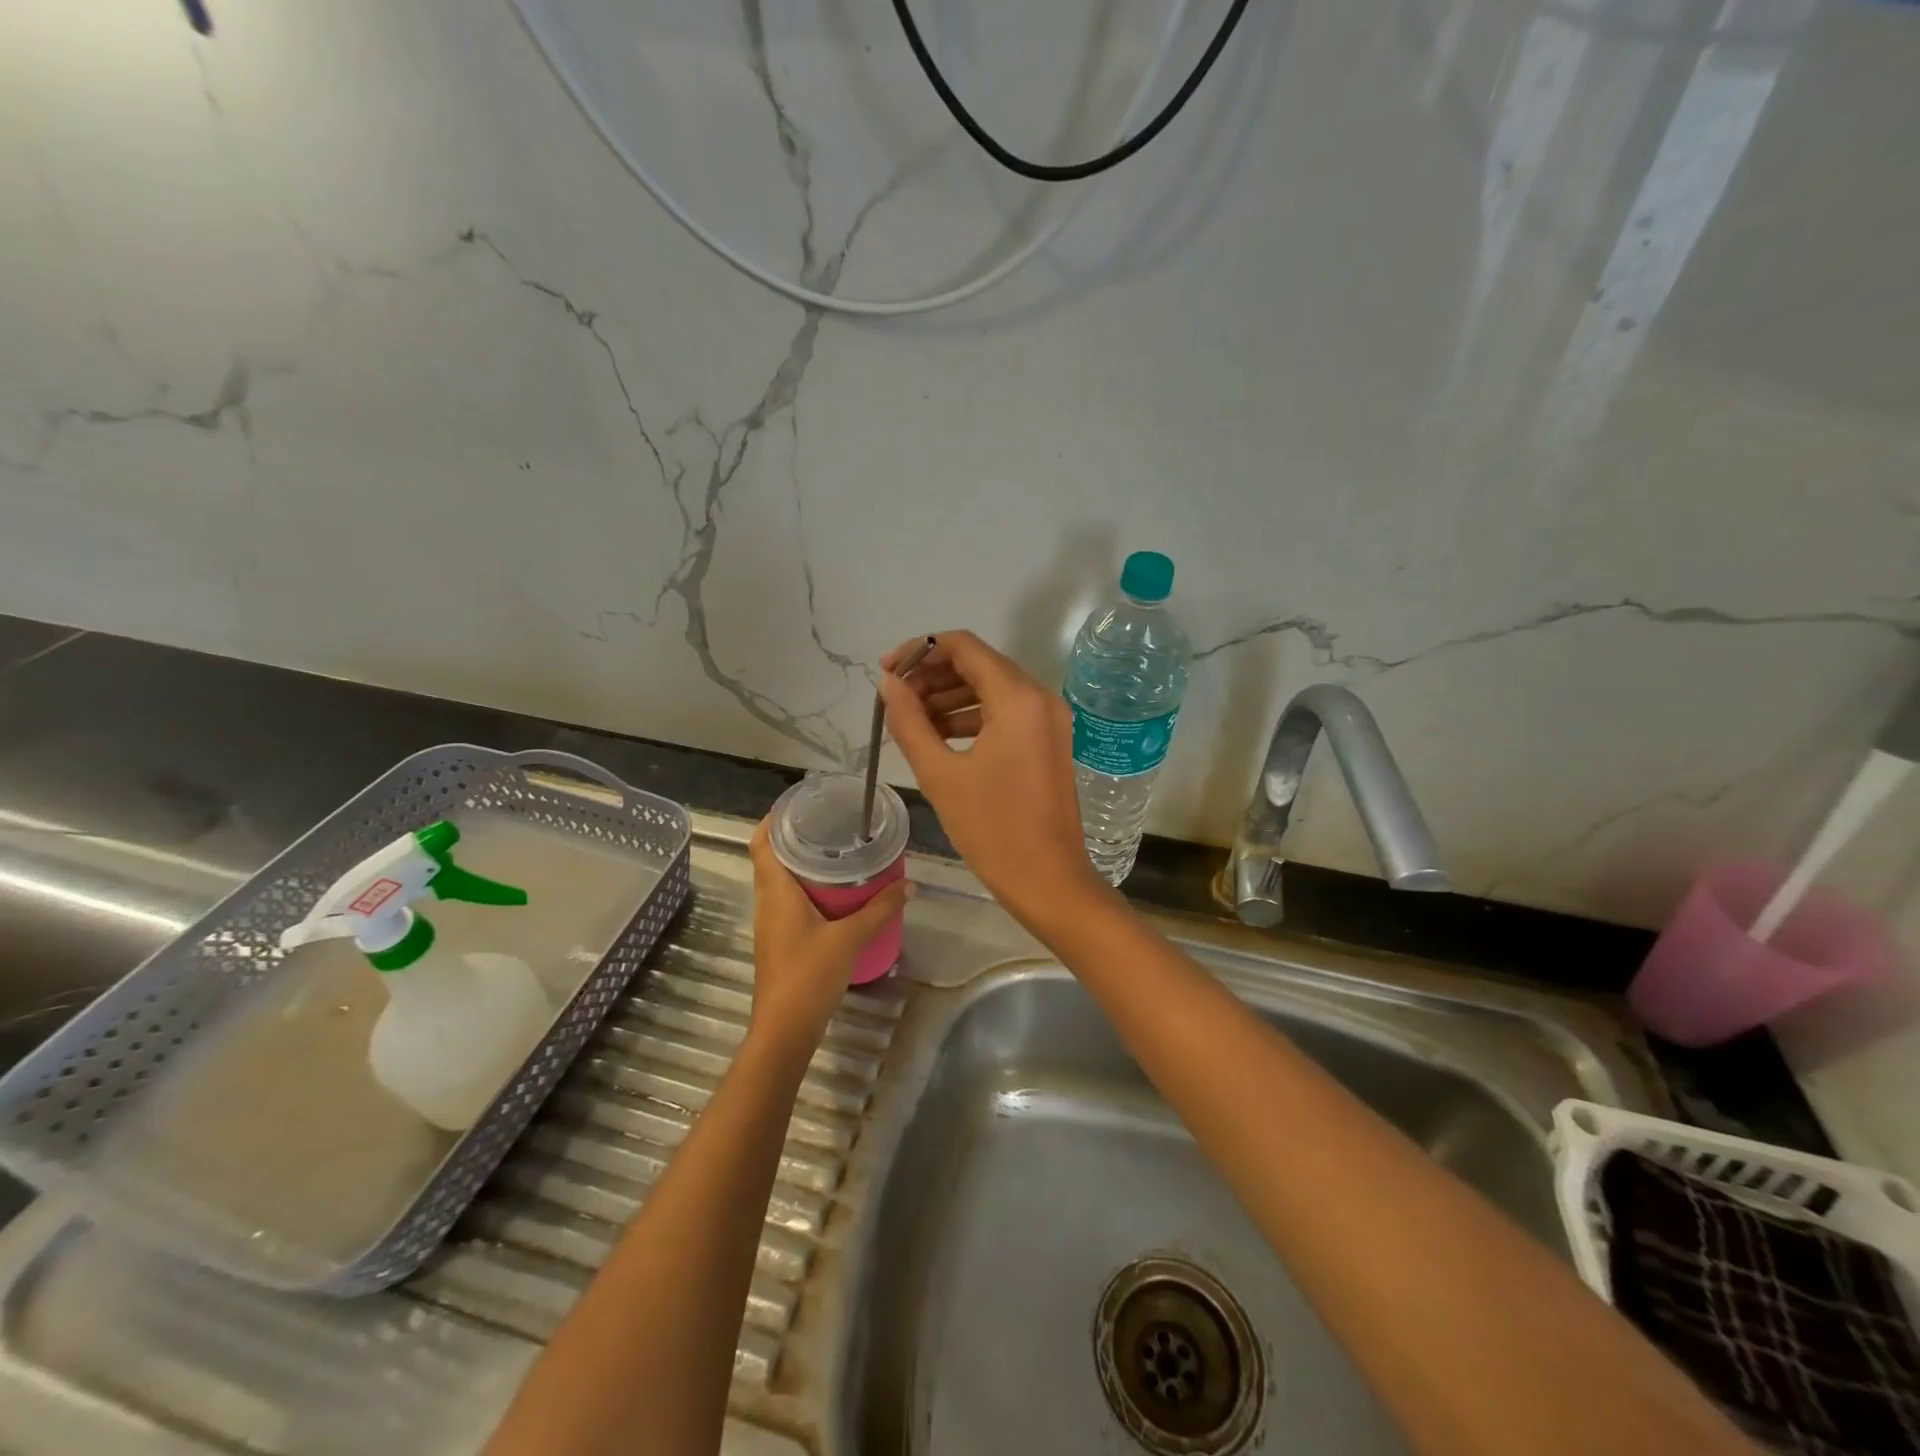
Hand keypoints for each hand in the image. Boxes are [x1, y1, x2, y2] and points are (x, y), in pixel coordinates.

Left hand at [746, 820, 911, 1057]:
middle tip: (827, 821)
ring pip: (780, 881)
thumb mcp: (850, 938)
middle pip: (771, 859)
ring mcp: (771, 923)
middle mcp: (768, 902)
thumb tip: (909, 884)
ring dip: (800, 863)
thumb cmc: (809, 975)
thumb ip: (880, 909)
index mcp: (776, 893)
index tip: (797, 804)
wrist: (785, 1028)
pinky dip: (806, 888)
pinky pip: (788, 901)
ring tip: (834, 849)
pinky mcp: (780, 940)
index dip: (773, 819)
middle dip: (794, 838)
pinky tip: (834, 892)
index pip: (762, 843)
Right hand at [879, 630, 1105, 926]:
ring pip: (992, 688)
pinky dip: (972, 717)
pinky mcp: (1049, 741)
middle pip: (979, 664)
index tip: (887, 672)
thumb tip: (889, 684)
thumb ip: (909, 721)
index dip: (920, 650)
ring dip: (950, 697)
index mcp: (1017, 697)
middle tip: (895, 699)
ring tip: (911, 720)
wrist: (1048, 880)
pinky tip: (940, 737)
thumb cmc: (992, 828)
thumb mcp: (940, 774)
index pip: (964, 646)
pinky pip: (1006, 713)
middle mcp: (1039, 697)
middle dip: (933, 675)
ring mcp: (1049, 719)